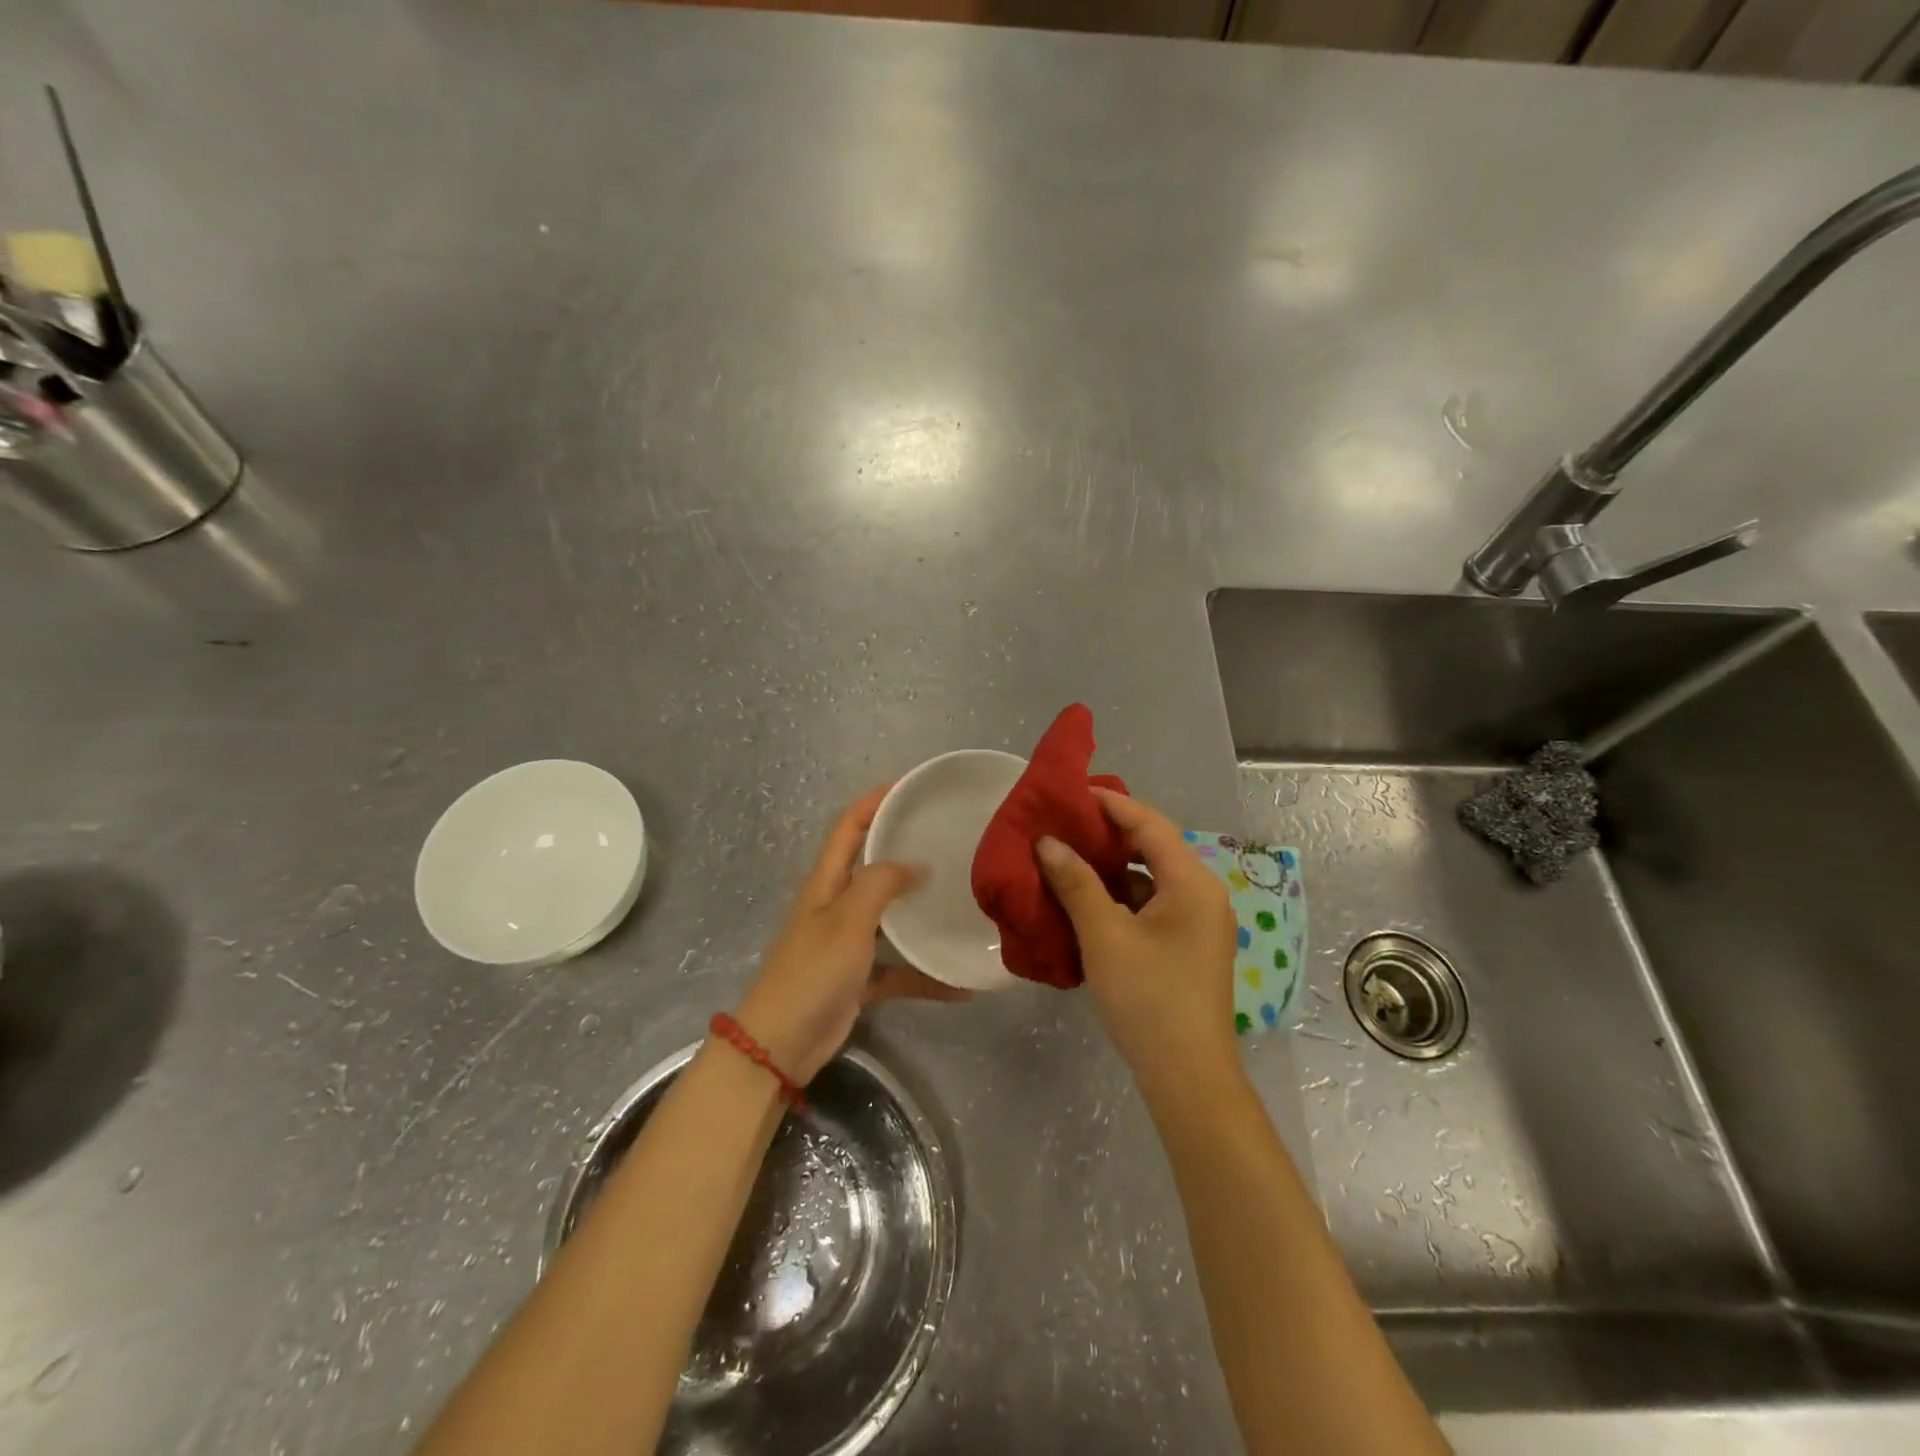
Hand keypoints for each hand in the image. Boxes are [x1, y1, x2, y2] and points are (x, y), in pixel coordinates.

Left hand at [733, 787, 968, 1083]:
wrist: (780, 1045)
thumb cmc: (812, 972)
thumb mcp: (848, 920)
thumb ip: (881, 884)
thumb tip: (916, 864)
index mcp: (826, 883)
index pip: (848, 827)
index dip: (874, 802)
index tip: (910, 787)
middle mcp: (836, 905)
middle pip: (871, 866)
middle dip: (904, 849)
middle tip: (947, 839)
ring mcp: (847, 943)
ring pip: (889, 917)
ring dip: (918, 911)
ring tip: (960, 898)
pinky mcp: (858, 978)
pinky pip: (898, 969)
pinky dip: (924, 974)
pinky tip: (961, 984)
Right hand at [1036, 788, 1238, 1088]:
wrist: (1188, 1076)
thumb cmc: (1148, 998)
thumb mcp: (1104, 935)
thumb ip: (1076, 883)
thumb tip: (1048, 843)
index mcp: (1192, 882)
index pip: (1150, 824)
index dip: (1111, 804)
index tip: (1073, 792)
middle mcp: (1203, 894)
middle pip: (1154, 848)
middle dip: (1109, 834)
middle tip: (1066, 824)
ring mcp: (1200, 922)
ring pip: (1152, 879)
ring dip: (1113, 868)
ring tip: (1070, 858)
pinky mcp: (1190, 946)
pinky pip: (1154, 905)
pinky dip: (1122, 897)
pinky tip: (1089, 903)